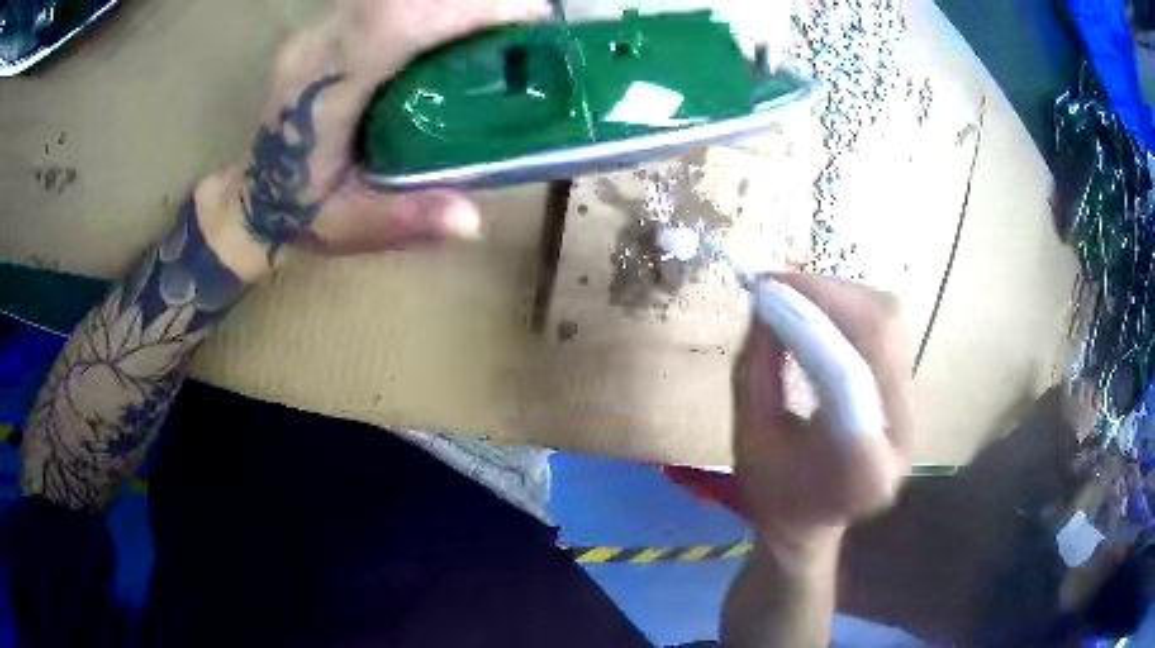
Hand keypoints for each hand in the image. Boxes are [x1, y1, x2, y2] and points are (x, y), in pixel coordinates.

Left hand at [202, 0, 549, 268]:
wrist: (255, 192)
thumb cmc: (298, 211)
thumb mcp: (347, 229)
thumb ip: (404, 222)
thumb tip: (473, 219)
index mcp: (319, 87)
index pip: (392, 20)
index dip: (463, 7)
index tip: (529, 15)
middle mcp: (319, 44)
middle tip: (529, 19)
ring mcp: (325, 28)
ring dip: (459, 0)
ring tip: (506, 20)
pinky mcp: (336, 25)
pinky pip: (393, 1)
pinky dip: (439, 5)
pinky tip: (467, 21)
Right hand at [733, 274, 912, 561]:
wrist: (812, 523)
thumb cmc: (773, 494)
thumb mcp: (748, 439)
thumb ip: (755, 370)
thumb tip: (764, 302)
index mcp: (862, 471)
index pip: (846, 379)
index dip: (807, 325)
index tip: (764, 291)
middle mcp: (901, 436)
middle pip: (882, 335)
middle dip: (828, 295)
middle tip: (776, 283)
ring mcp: (912, 412)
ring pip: (891, 322)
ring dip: (840, 295)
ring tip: (795, 293)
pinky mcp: (909, 392)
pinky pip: (888, 330)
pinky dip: (850, 307)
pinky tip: (819, 309)